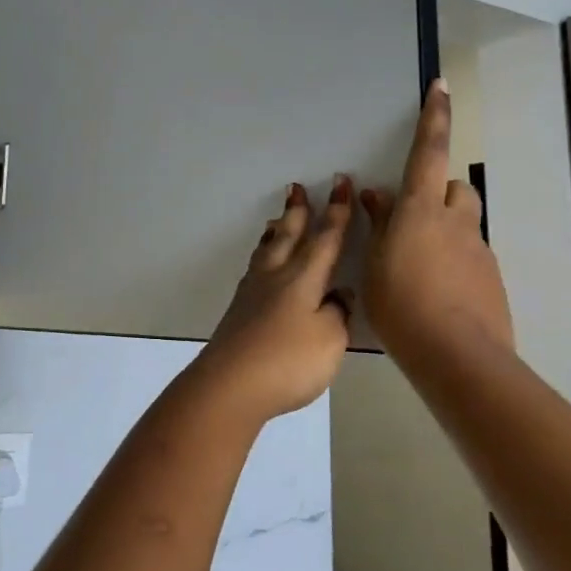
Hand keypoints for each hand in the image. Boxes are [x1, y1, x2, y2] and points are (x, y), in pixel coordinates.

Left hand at [189, 177, 355, 424]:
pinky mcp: (238, 311)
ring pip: (267, 251)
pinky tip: (262, 266)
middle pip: (289, 236)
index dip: (336, 213)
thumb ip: (336, 314)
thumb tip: (337, 295)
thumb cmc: (288, 362)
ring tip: (278, 220)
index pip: (325, 239)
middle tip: (296, 188)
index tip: (341, 185)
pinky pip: (255, 269)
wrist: (229, 385)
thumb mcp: (329, 340)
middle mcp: (275, 277)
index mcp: (303, 279)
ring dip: (276, 232)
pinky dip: (263, 256)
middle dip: (298, 212)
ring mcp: (252, 293)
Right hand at [362, 80, 514, 361]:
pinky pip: (469, 253)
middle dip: (434, 191)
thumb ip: (379, 225)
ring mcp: (478, 250)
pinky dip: (453, 259)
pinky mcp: (490, 277)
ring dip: (442, 228)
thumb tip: (376, 196)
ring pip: (462, 223)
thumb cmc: (401, 306)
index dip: (434, 117)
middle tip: (407, 218)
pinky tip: (436, 291)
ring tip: (417, 263)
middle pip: (453, 188)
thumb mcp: (375, 264)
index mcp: (421, 211)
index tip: (441, 86)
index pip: (429, 152)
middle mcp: (455, 221)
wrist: (456, 356)